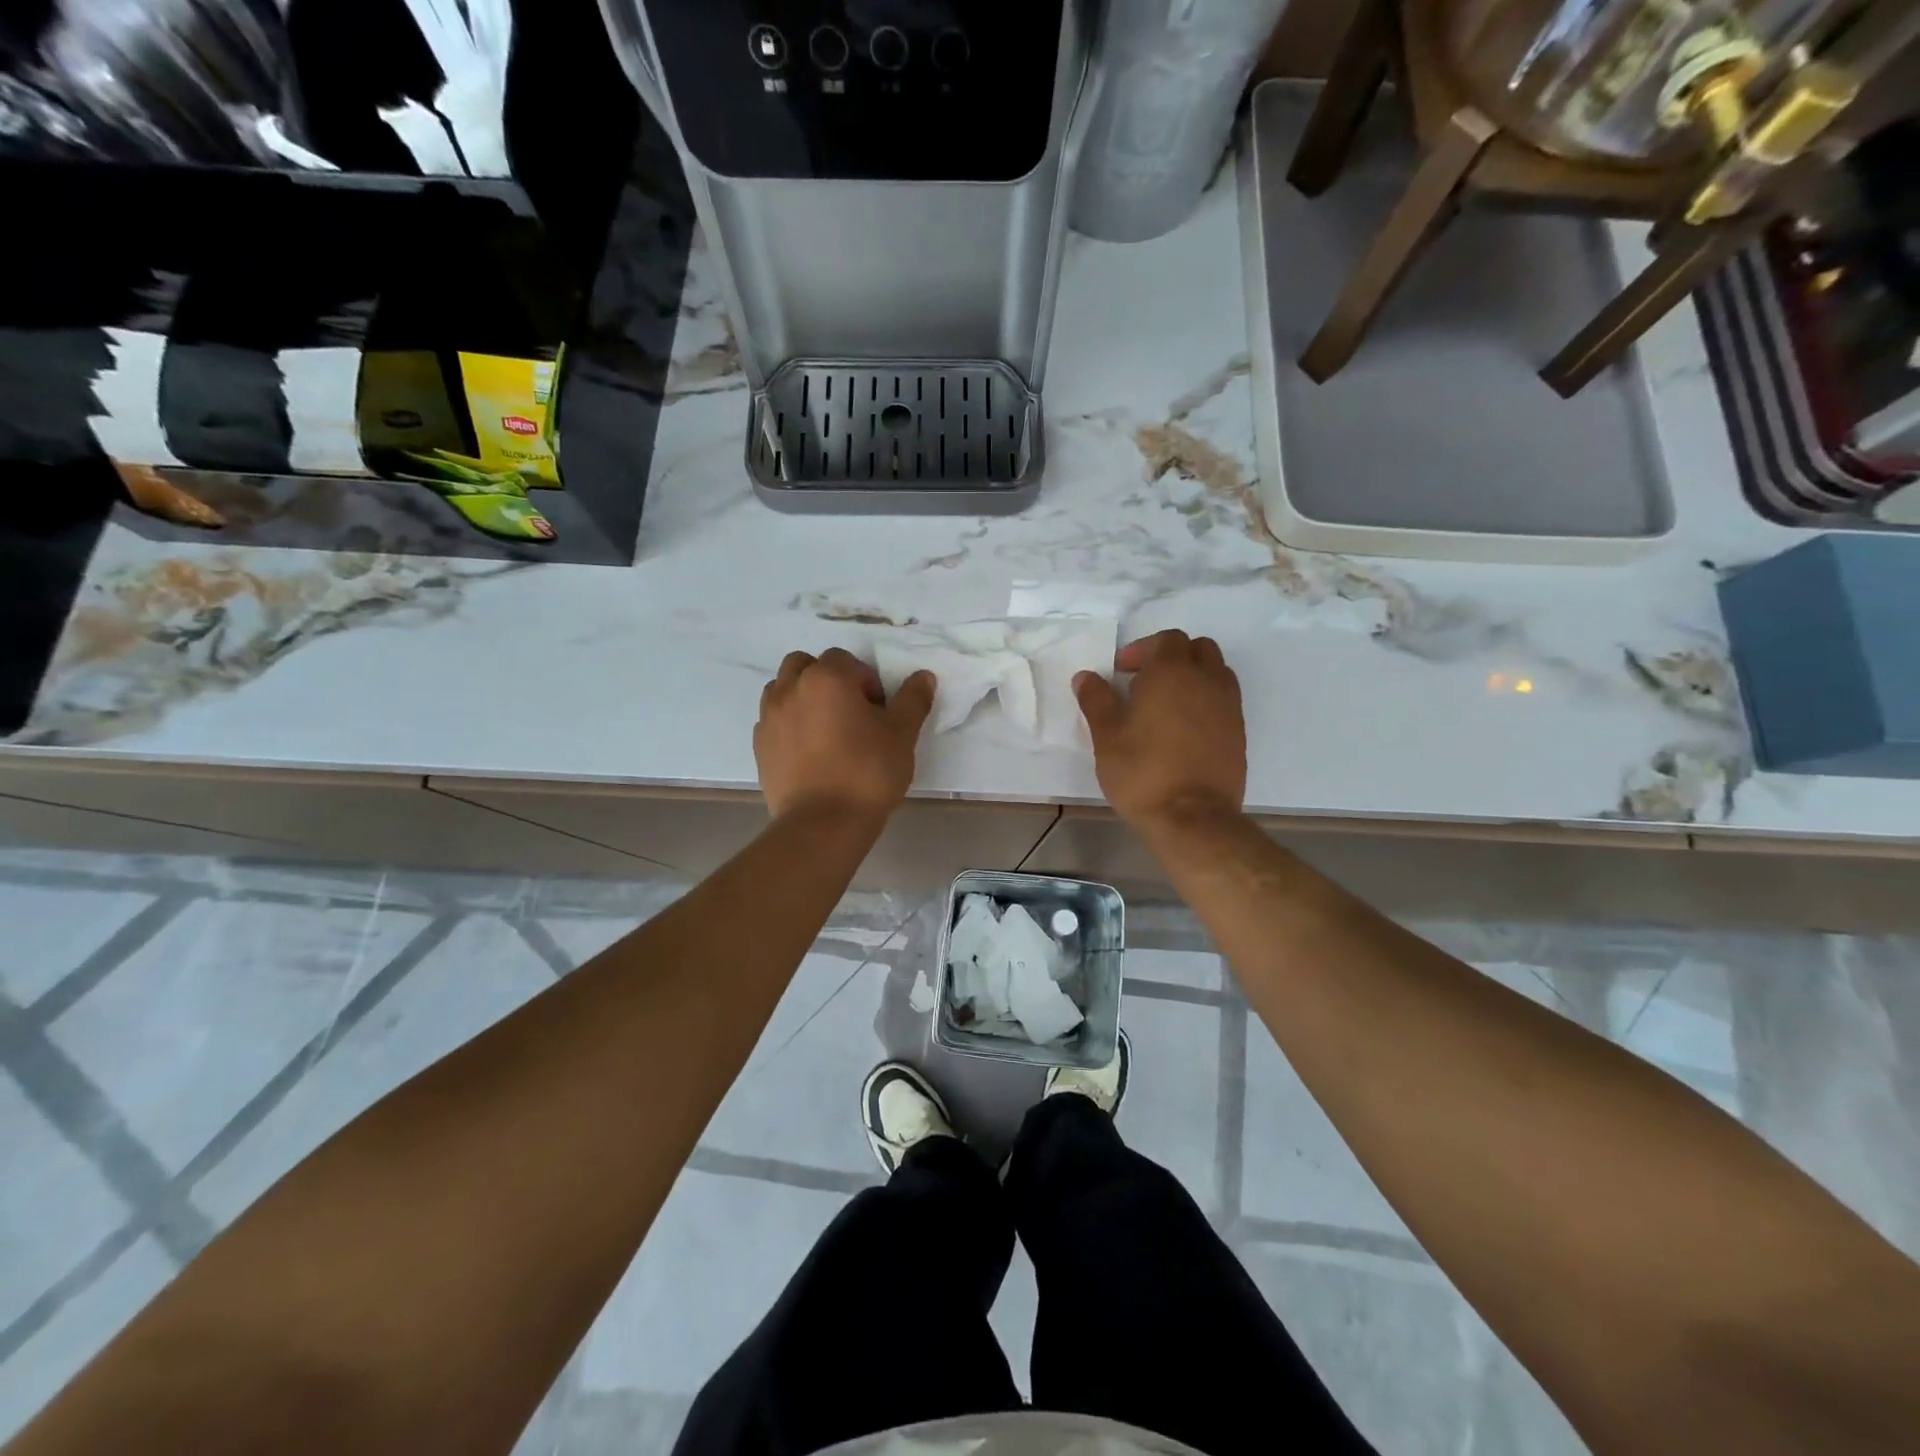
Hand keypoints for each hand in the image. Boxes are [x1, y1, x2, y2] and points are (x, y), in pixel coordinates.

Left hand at [755, 649, 935, 822]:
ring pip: (782, 688)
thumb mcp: (902, 735)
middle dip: (827, 679)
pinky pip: (773, 720)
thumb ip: (913, 700)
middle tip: (849, 713)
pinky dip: (789, 724)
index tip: (877, 712)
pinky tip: (809, 751)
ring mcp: (770, 717)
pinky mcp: (760, 746)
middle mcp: (791, 688)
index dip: (865, 681)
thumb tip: (924, 677)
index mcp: (826, 678)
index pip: (845, 660)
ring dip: (802, 697)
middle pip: (805, 665)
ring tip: (825, 729)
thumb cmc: (868, 772)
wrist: (823, 823)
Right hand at [1074, 631, 1245, 829]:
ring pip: (1216, 672)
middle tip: (1144, 682)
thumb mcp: (1107, 736)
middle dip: (1171, 657)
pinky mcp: (1239, 732)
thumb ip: (1097, 700)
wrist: (1192, 817)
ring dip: (1192, 677)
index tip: (1121, 672)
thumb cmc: (1142, 772)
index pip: (1166, 640)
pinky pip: (1224, 700)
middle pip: (1197, 649)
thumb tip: (1085, 677)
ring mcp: (1228, 706)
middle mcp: (1207, 680)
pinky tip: (1183, 729)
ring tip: (1166, 704)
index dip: (1142, 650)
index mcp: (1173, 672)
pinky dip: (1205, 701)